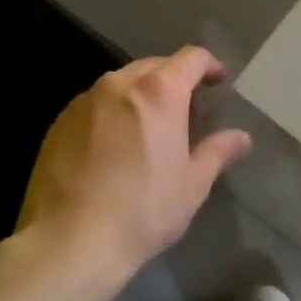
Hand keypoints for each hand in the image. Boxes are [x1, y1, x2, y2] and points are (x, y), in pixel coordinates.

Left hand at [17, 46, 251, 272]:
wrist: (68, 241)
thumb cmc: (142, 210)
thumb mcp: (192, 185)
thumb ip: (218, 152)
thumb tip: (241, 138)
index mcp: (158, 92)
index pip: (191, 58)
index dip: (209, 66)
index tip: (218, 81)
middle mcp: (118, 84)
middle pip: (155, 66)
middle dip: (175, 81)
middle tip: (188, 114)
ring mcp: (84, 101)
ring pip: (122, 84)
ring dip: (142, 96)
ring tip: (150, 130)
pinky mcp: (59, 123)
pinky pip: (95, 105)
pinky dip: (113, 113)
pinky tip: (115, 148)